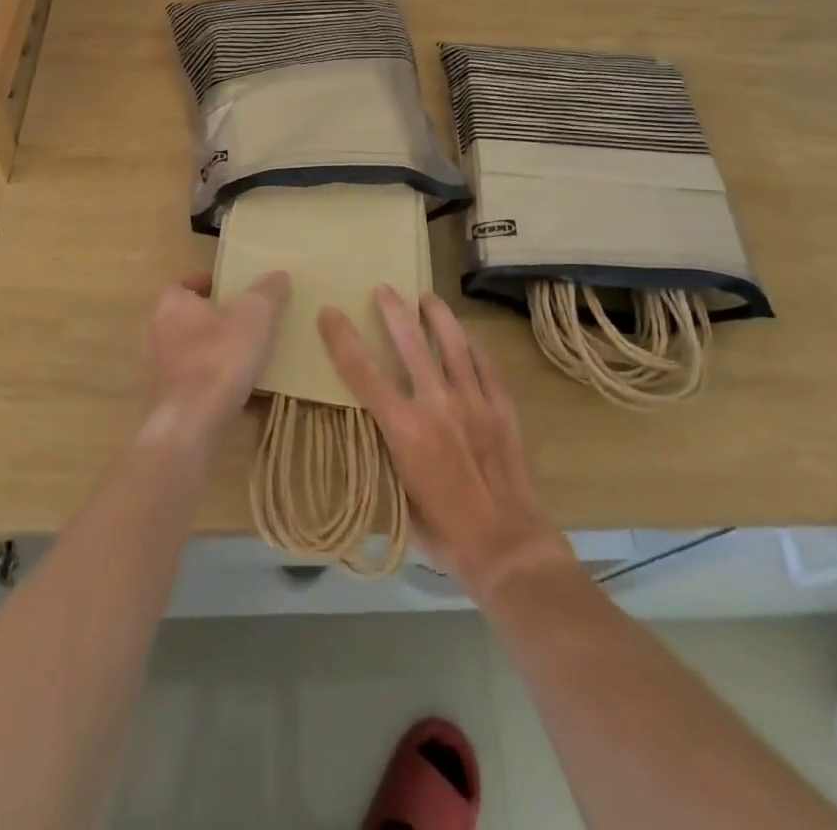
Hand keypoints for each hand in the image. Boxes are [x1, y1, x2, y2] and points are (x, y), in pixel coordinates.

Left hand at [142, 269, 289, 455]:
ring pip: (186, 346)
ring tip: (241, 349)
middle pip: (184, 315)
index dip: (205, 283)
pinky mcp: (167, 397)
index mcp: (172, 304)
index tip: (229, 287)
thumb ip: (267, 292)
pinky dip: (208, 373)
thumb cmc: (221, 357)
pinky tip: (233, 382)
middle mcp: (158, 331)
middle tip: (240, 316)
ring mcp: (159, 367)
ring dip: (209, 346)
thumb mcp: (255, 316)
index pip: (182, 283)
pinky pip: (190, 375)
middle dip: (210, 315)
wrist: (193, 422)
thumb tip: (278, 274)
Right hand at [320, 286, 573, 599]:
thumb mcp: (396, 495)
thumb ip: (384, 452)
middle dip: (392, 310)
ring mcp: (473, 401)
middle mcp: (437, 404)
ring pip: (452, 343)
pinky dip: (472, 344)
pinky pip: (485, 364)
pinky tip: (465, 334)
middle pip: (410, 342)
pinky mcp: (501, 407)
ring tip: (427, 297)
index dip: (342, 339)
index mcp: (404, 429)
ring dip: (437, 315)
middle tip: (383, 288)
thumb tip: (373, 423)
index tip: (328, 313)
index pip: (362, 372)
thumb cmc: (443, 532)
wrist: (507, 547)